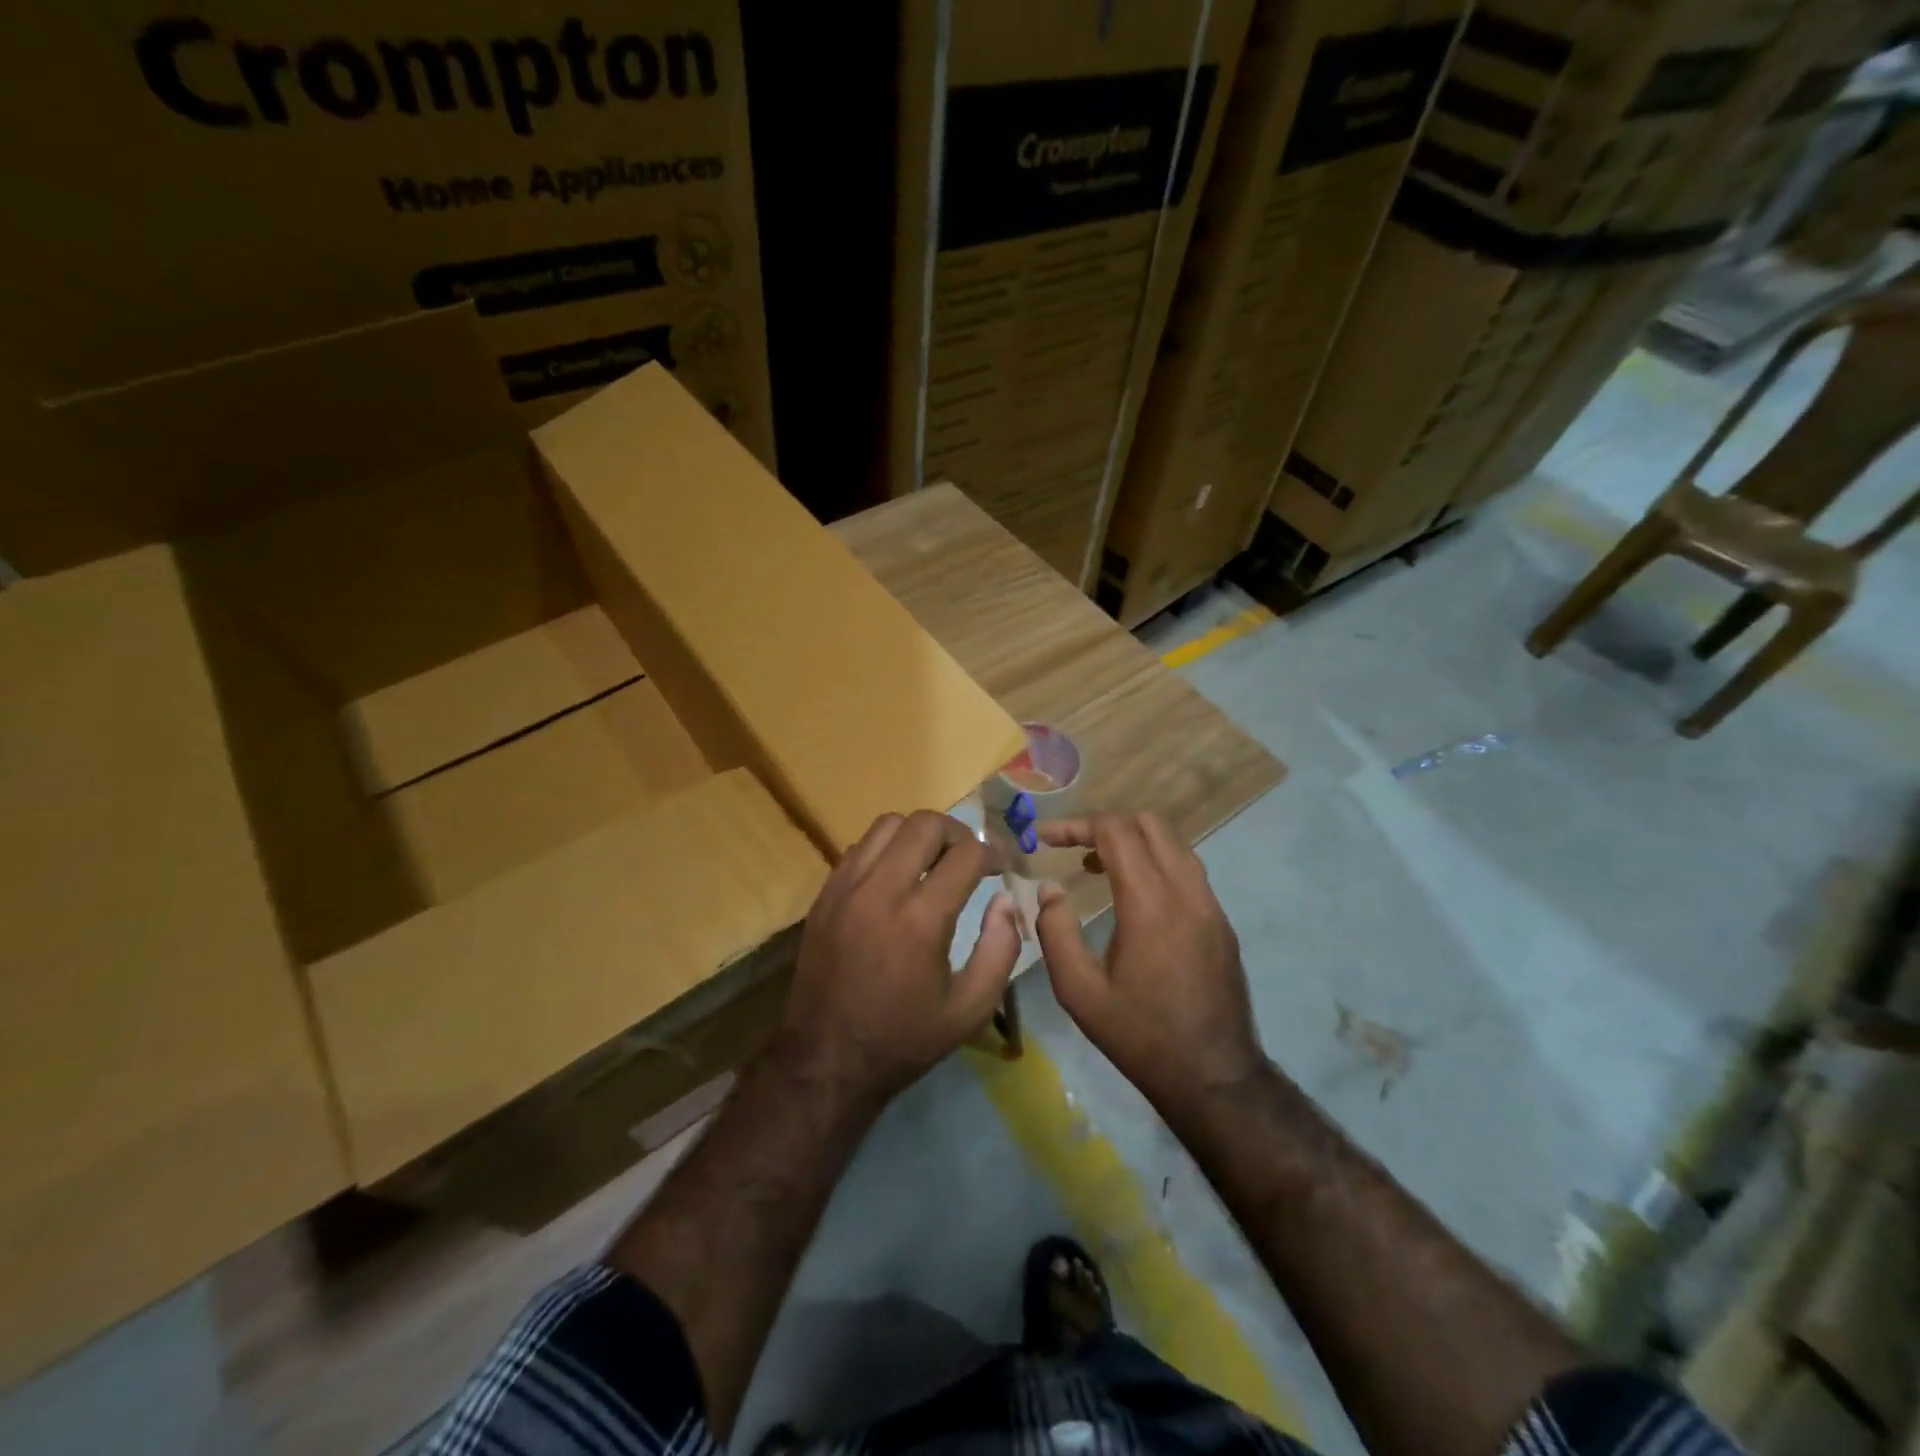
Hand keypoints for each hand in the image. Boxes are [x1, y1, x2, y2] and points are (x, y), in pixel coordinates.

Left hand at [777, 810, 1020, 1107]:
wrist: (826, 1059)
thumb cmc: (904, 1038)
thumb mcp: (970, 1009)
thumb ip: (1001, 949)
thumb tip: (1006, 901)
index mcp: (921, 919)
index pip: (966, 853)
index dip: (993, 854)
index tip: (1001, 867)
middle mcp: (881, 890)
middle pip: (925, 823)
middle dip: (957, 833)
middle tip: (968, 858)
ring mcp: (846, 887)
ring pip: (888, 824)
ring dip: (918, 834)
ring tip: (931, 861)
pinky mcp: (825, 894)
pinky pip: (859, 847)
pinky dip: (885, 849)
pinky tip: (895, 877)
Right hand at [1035, 813, 1264, 1114]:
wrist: (1214, 1077)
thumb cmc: (1140, 1036)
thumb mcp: (1079, 992)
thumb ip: (1056, 932)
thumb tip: (1049, 891)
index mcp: (1150, 903)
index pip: (1115, 831)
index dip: (1076, 824)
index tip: (1045, 837)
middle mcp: (1187, 891)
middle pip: (1149, 823)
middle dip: (1105, 823)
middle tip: (1072, 846)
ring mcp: (1210, 904)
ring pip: (1173, 842)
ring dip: (1132, 840)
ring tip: (1096, 865)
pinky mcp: (1221, 921)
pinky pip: (1186, 868)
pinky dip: (1155, 861)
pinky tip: (1132, 894)